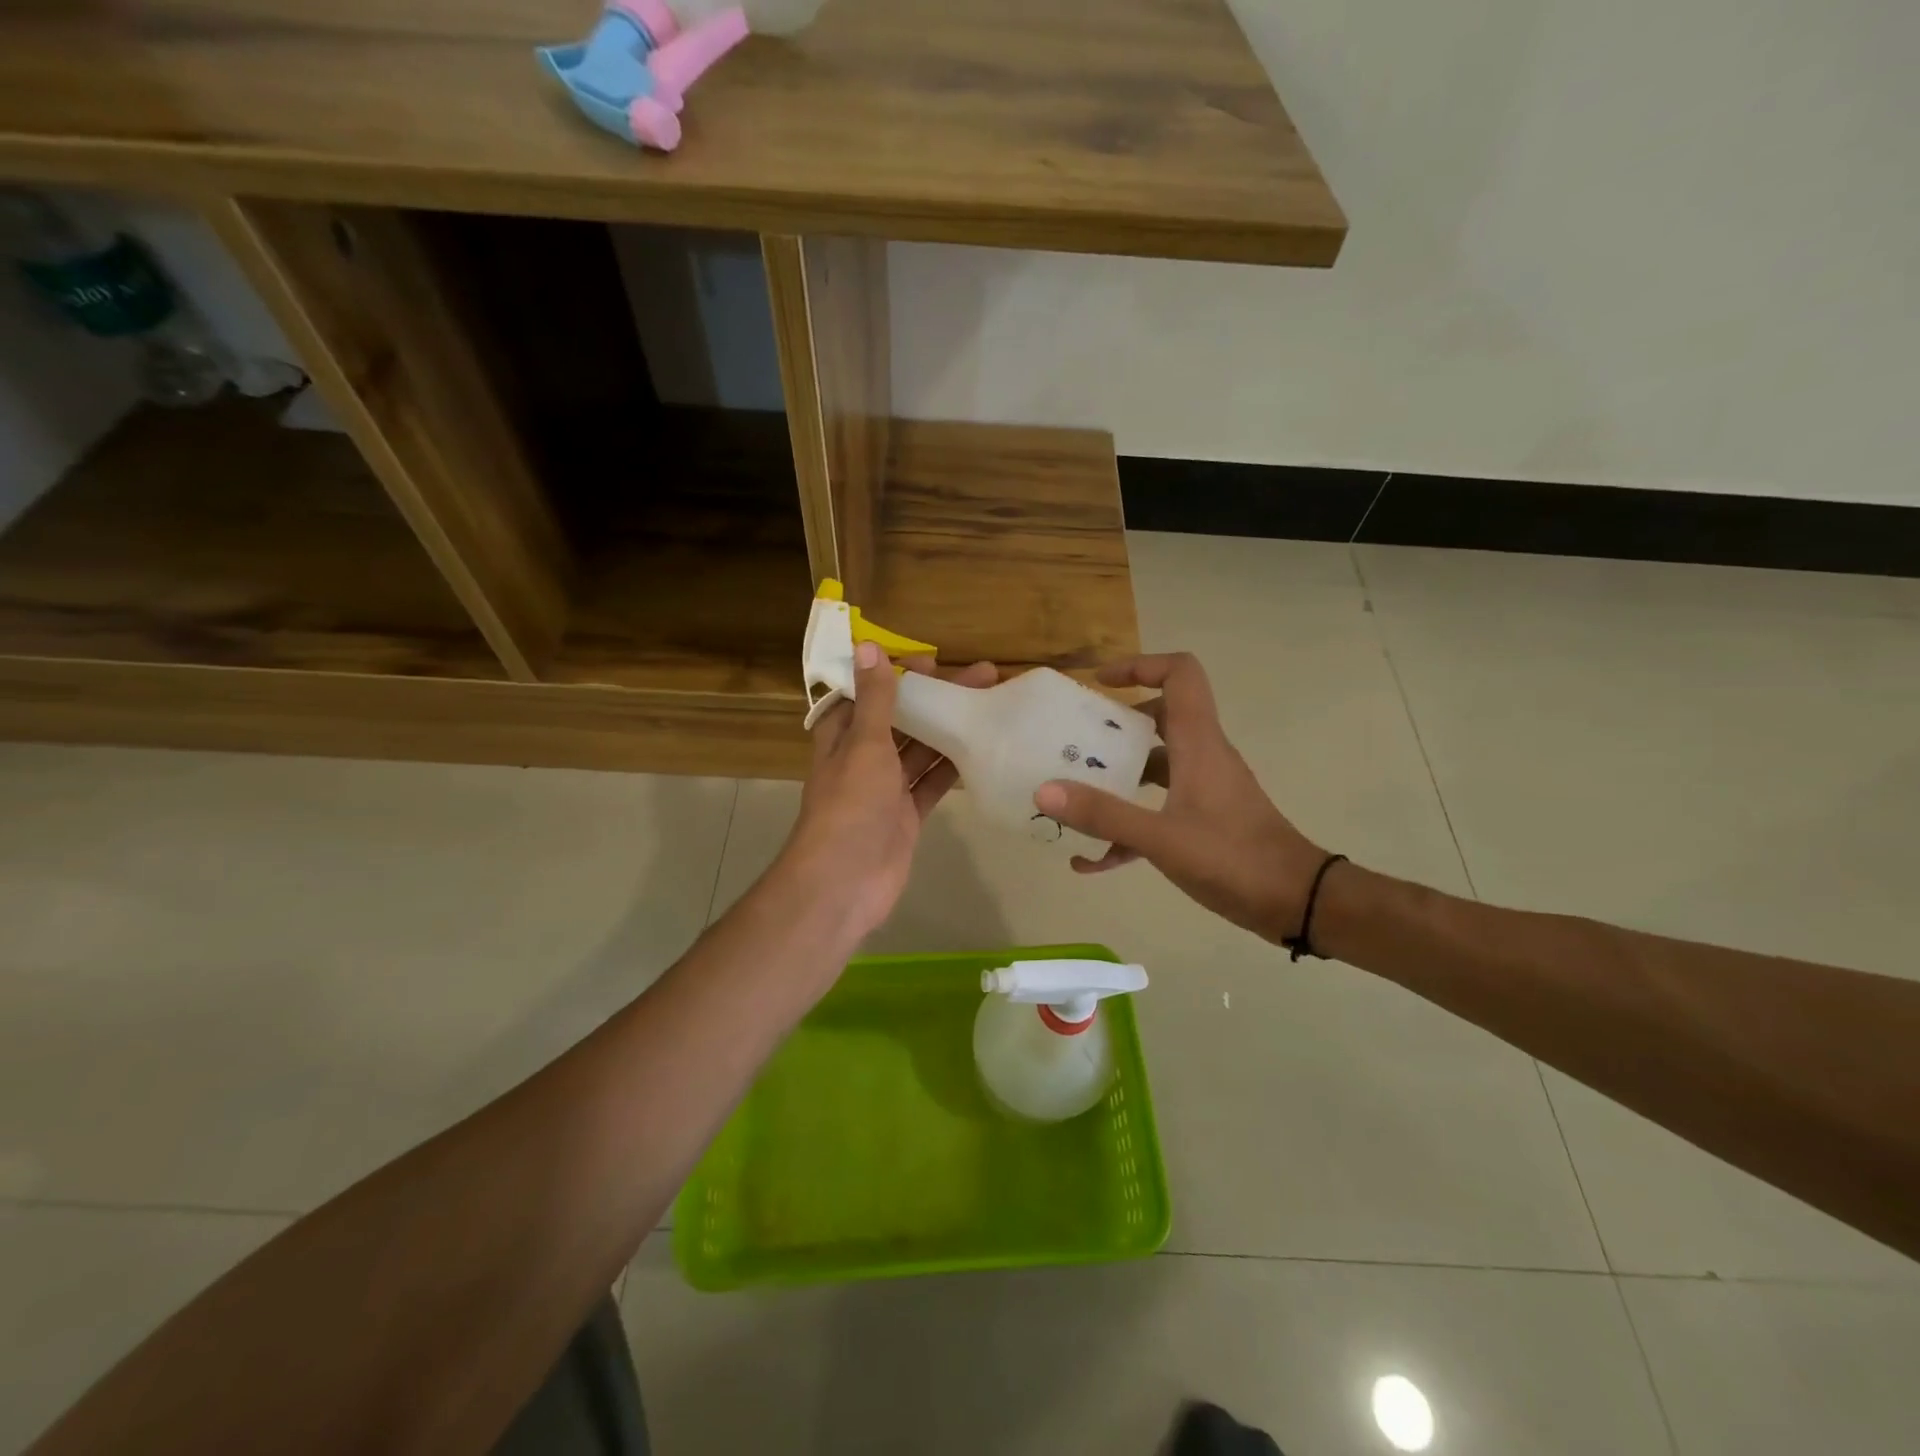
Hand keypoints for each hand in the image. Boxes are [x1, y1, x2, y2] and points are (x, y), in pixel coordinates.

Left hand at [780, 642, 997, 941]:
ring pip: (921, 751)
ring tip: (990, 706)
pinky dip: (952, 770)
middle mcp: (863, 759)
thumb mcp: (864, 745)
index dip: (897, 675)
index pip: (870, 694)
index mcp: (843, 737)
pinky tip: (982, 751)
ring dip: (949, 730)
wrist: (845, 882)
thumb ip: (875, 700)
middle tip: (983, 677)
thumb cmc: (850, 806)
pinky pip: (932, 785)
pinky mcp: (906, 816)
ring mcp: (886, 790)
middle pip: (903, 720)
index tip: (934, 661)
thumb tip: (869, 647)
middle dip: (936, 699)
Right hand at [1033, 653, 1327, 944]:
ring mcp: (1205, 789)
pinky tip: (1092, 862)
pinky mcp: (1204, 820)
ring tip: (1074, 796)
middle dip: (1116, 726)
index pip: (1180, 674)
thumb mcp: (1161, 838)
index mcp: (1198, 743)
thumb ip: (1103, 815)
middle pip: (1160, 717)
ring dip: (1118, 777)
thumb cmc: (1233, 859)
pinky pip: (1158, 809)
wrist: (1297, 902)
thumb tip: (1044, 791)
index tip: (1100, 683)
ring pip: (1156, 765)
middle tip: (1076, 742)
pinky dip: (1127, 826)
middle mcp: (1202, 756)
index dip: (1140, 665)